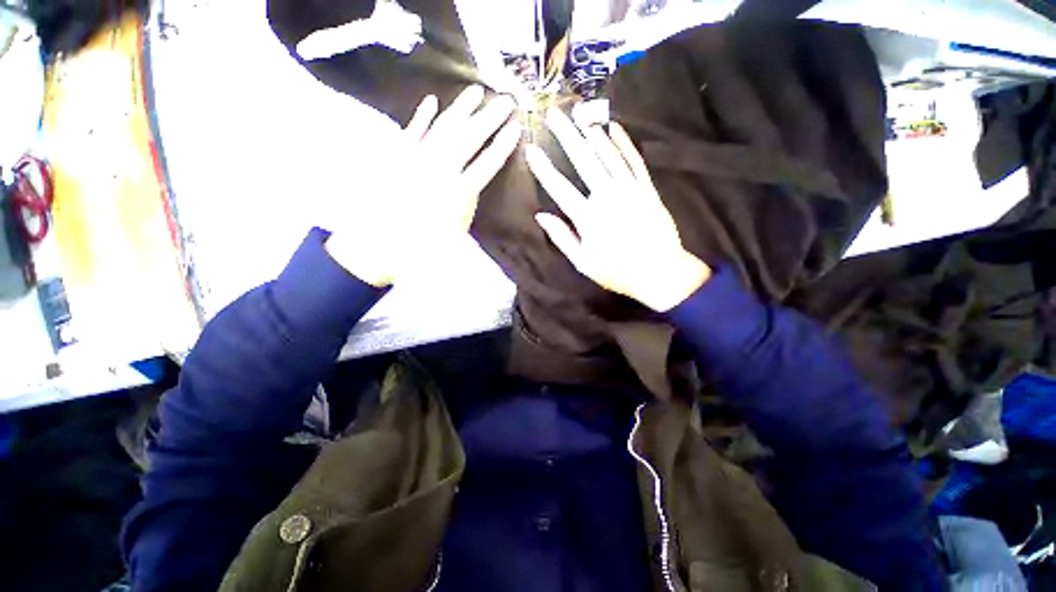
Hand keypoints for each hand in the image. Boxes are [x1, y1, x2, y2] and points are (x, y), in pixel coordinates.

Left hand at [326, 85, 521, 286]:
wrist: (380, 246)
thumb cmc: (423, 247)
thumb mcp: (455, 232)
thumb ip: (466, 204)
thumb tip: (472, 185)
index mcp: (458, 191)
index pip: (487, 163)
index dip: (502, 145)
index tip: (516, 128)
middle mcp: (439, 169)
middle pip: (469, 138)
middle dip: (489, 118)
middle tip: (505, 100)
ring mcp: (416, 159)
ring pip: (442, 127)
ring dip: (460, 108)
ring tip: (475, 91)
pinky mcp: (397, 157)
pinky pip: (411, 131)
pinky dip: (422, 116)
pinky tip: (432, 102)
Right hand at [526, 107, 710, 311]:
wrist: (660, 273)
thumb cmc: (617, 271)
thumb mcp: (583, 262)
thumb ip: (562, 237)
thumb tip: (541, 216)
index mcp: (588, 217)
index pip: (559, 187)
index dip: (543, 168)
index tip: (531, 149)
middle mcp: (608, 197)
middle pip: (584, 160)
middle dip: (566, 136)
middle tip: (554, 114)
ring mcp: (630, 190)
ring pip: (609, 154)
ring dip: (592, 133)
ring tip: (579, 115)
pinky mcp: (648, 189)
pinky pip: (635, 161)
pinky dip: (624, 143)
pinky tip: (614, 128)